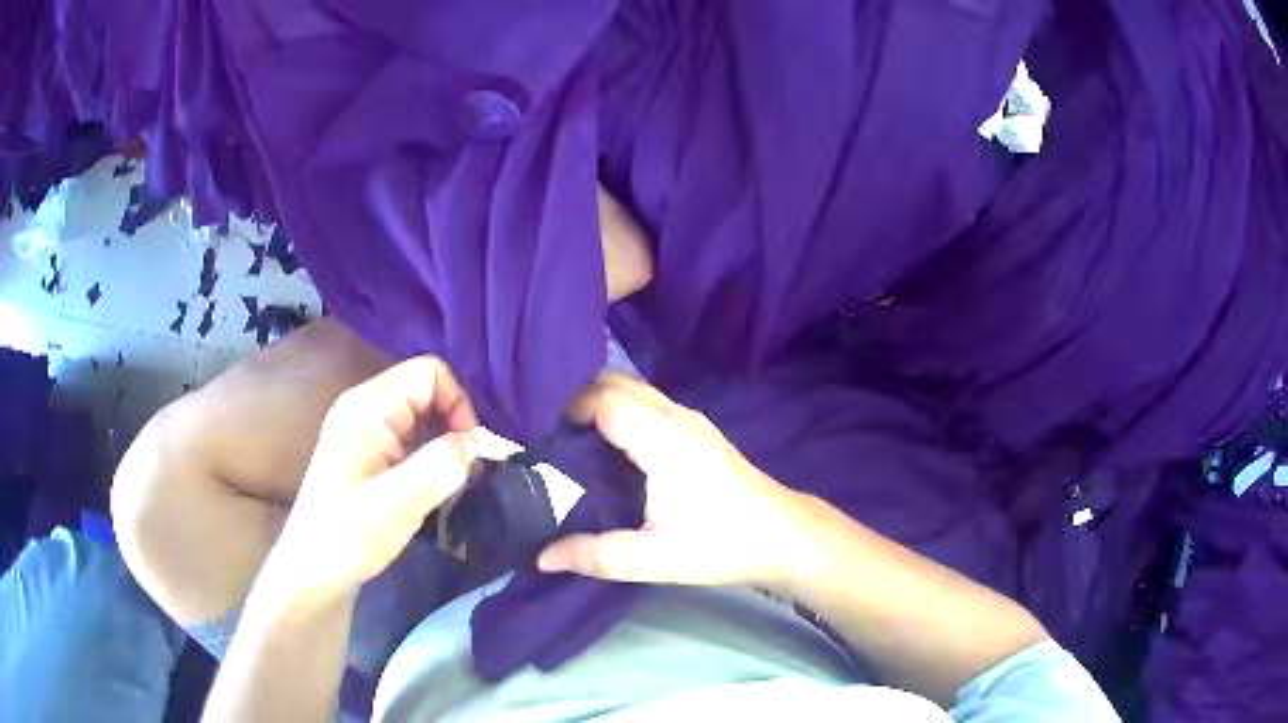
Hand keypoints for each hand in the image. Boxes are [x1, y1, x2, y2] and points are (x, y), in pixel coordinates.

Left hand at [266, 356, 478, 604]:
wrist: (313, 572)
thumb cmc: (349, 536)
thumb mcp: (398, 503)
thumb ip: (441, 465)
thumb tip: (476, 442)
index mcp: (367, 406)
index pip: (430, 373)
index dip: (458, 404)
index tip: (469, 452)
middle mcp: (364, 406)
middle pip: (425, 390)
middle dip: (453, 425)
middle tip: (464, 472)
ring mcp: (363, 429)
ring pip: (420, 416)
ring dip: (442, 444)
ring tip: (449, 484)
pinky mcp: (366, 452)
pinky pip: (409, 437)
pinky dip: (428, 456)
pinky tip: (429, 490)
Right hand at [538, 373, 809, 589]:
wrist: (783, 536)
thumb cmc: (722, 545)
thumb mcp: (655, 560)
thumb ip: (596, 556)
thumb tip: (542, 557)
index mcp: (666, 441)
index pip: (606, 400)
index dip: (569, 409)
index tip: (541, 436)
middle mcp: (679, 418)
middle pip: (618, 382)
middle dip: (578, 398)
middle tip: (549, 435)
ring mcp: (692, 419)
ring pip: (635, 389)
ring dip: (600, 401)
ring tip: (570, 438)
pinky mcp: (699, 429)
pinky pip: (649, 402)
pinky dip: (621, 409)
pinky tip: (608, 445)